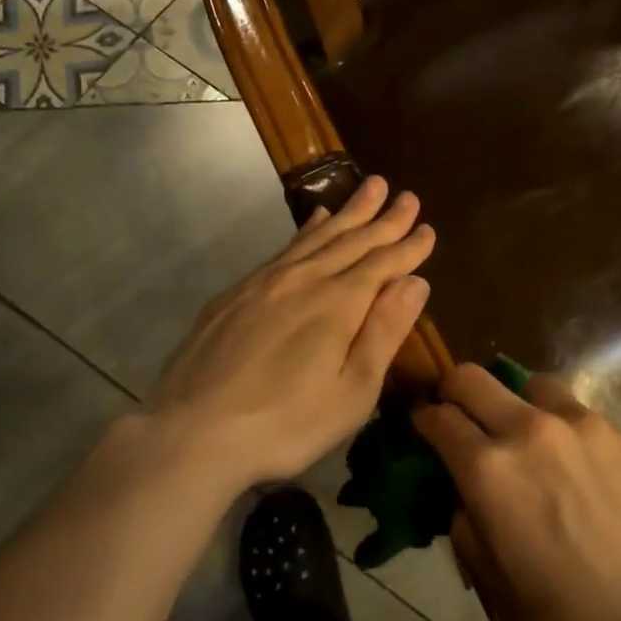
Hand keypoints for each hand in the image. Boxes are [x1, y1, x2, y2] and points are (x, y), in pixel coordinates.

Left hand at [143, 176, 433, 493]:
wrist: (192, 432)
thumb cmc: (285, 423)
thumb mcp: (352, 391)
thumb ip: (385, 332)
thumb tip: (415, 282)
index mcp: (338, 304)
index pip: (382, 264)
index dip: (408, 247)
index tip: (428, 228)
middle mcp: (305, 279)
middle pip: (352, 240)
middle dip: (384, 218)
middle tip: (407, 196)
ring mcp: (266, 281)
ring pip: (318, 236)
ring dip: (349, 212)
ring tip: (370, 188)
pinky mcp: (237, 292)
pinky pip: (285, 247)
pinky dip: (308, 229)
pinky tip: (315, 219)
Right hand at [413, 366, 620, 620]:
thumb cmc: (568, 617)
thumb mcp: (496, 580)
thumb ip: (467, 522)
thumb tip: (467, 495)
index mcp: (487, 470)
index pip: (437, 418)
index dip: (422, 419)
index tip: (423, 427)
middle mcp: (526, 430)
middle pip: (472, 378)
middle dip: (453, 391)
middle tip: (458, 416)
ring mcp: (576, 424)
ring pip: (527, 383)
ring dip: (512, 401)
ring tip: (523, 435)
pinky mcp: (614, 430)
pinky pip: (571, 408)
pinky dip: (556, 422)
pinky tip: (571, 459)